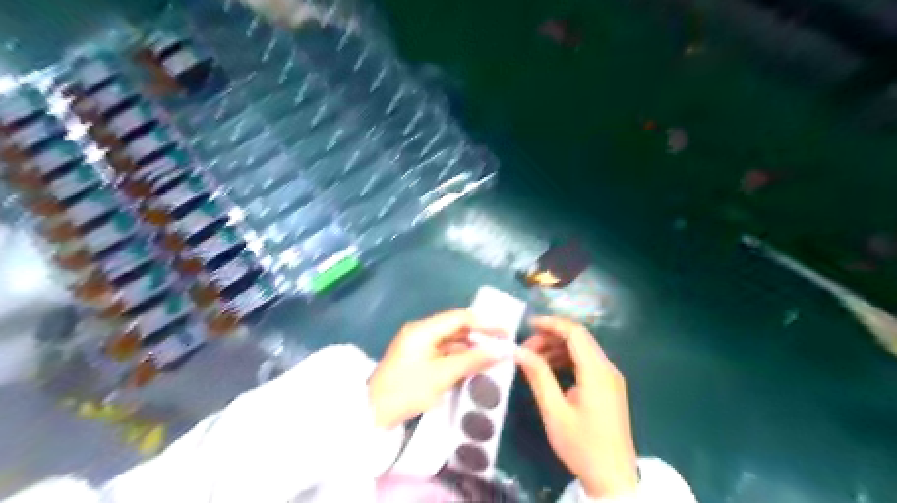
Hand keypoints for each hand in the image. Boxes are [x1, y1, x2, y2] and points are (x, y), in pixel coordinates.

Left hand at [368, 311, 500, 427]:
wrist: (373, 413)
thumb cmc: (407, 390)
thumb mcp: (442, 375)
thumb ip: (472, 360)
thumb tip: (500, 351)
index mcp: (423, 329)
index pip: (460, 318)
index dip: (484, 323)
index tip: (505, 332)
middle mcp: (421, 332)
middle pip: (455, 328)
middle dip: (479, 336)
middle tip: (502, 345)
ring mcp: (418, 346)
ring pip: (451, 341)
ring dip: (470, 348)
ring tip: (492, 357)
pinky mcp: (417, 359)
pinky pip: (443, 353)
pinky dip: (459, 358)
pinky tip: (473, 366)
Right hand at [512, 317, 636, 496]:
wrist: (613, 479)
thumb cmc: (582, 445)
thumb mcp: (554, 411)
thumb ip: (538, 376)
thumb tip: (519, 351)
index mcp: (597, 371)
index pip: (575, 332)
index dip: (551, 324)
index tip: (527, 326)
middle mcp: (607, 369)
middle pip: (579, 339)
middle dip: (550, 337)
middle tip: (526, 349)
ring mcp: (610, 378)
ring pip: (582, 350)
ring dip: (557, 349)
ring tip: (533, 360)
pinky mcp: (609, 388)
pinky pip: (586, 364)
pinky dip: (567, 361)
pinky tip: (549, 371)